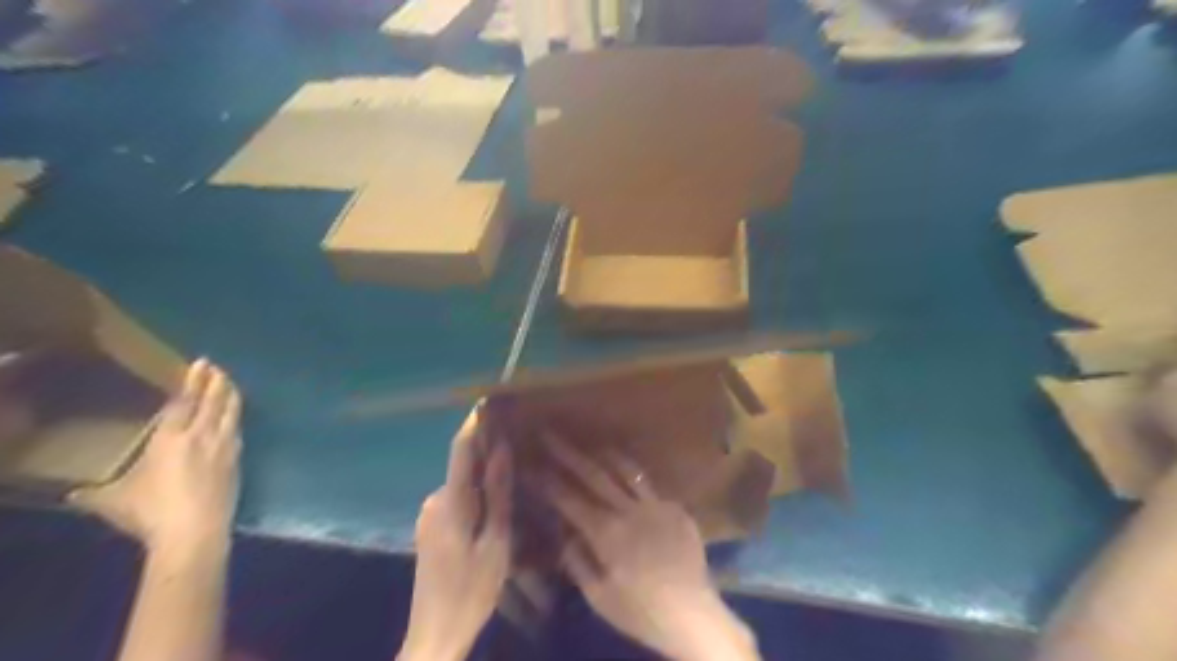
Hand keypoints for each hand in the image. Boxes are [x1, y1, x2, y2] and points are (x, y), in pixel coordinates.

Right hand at [69, 358, 241, 555]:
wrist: (196, 530)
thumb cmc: (151, 511)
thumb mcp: (114, 501)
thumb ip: (96, 494)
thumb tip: (74, 495)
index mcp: (171, 438)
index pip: (184, 402)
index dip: (192, 381)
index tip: (201, 364)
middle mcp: (202, 436)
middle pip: (213, 402)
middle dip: (216, 382)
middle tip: (218, 369)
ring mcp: (224, 448)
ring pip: (231, 414)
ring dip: (231, 397)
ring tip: (231, 386)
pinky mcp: (236, 462)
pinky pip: (237, 432)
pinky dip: (235, 420)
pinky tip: (235, 421)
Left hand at [403, 408, 512, 660]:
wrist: (435, 633)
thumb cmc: (472, 589)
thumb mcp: (495, 542)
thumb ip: (498, 494)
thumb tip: (502, 450)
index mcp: (450, 503)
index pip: (461, 450)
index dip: (473, 423)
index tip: (487, 401)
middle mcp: (434, 501)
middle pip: (462, 466)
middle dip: (486, 451)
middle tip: (516, 441)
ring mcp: (428, 516)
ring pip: (461, 484)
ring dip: (482, 475)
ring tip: (512, 470)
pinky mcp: (429, 529)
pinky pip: (456, 499)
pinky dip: (474, 493)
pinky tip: (494, 502)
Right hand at [545, 434, 757, 660]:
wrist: (692, 613)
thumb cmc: (640, 611)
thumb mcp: (599, 596)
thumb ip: (578, 561)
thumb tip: (566, 534)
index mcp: (606, 532)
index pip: (569, 499)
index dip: (548, 481)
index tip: (532, 466)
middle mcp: (629, 509)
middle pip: (594, 474)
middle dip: (569, 453)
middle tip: (551, 435)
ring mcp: (656, 505)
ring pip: (626, 470)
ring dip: (604, 455)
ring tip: (592, 444)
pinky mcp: (676, 508)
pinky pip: (650, 486)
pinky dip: (633, 477)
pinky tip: (628, 476)